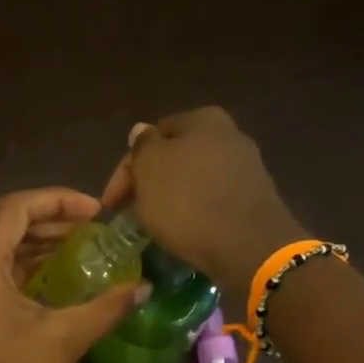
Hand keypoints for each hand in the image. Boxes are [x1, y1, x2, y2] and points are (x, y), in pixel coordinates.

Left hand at [0, 188, 149, 362]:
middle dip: (46, 217)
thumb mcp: (63, 339)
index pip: (14, 208)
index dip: (58, 200)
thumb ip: (106, 306)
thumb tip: (143, 287)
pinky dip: (15, 264)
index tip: (97, 211)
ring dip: (31, 241)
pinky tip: (50, 274)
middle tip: (90, 227)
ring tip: (76, 246)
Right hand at [101, 107, 304, 290]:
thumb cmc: (188, 202)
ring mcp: (245, 166)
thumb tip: (141, 131)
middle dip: (150, 183)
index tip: (111, 204)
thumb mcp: (150, 170)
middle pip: (175, 158)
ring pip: (193, 180)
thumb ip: (141, 147)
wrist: (246, 244)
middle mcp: (228, 133)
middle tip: (129, 213)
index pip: (150, 137)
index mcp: (201, 119)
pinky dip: (194, 212)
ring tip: (153, 225)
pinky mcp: (253, 198)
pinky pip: (212, 200)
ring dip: (171, 198)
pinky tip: (184, 230)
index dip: (125, 170)